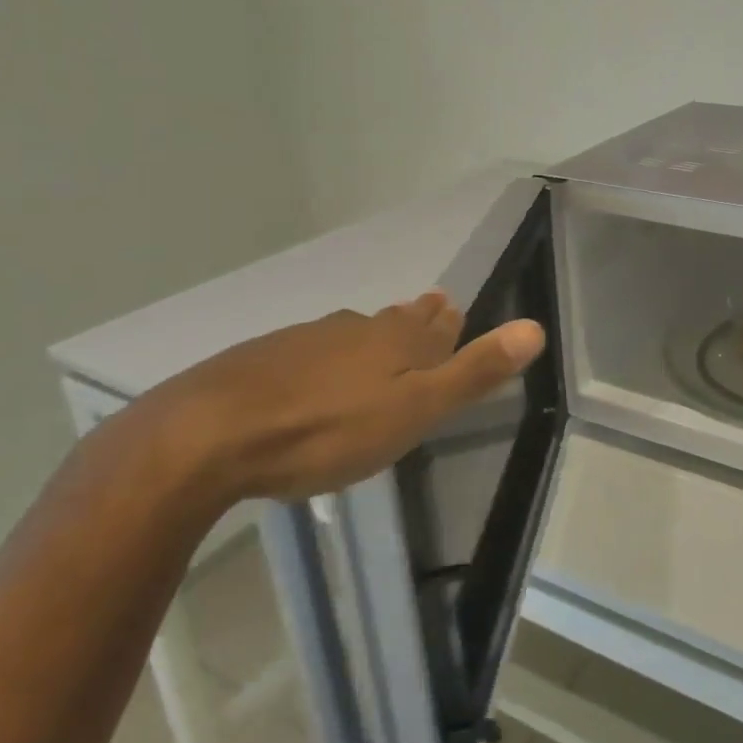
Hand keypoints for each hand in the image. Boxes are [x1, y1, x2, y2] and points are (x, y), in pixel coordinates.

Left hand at [133, 291, 545, 506]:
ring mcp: (303, 341)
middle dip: (413, 320)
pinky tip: (313, 373)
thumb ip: (473, 371)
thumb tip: (536, 328)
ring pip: (351, 334)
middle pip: (394, 321)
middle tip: (427, 310)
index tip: (452, 307)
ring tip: (378, 338)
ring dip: (370, 336)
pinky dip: (324, 357)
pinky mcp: (260, 361)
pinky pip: (309, 352)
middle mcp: (353, 330)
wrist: (207, 436)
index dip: (447, 320)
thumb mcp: (414, 410)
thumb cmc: (327, 429)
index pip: (433, 324)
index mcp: (394, 341)